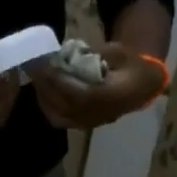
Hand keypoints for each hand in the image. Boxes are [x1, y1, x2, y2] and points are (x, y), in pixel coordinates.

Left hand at [34, 43, 163, 129]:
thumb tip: (72, 53)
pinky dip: (48, 106)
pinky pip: (61, 120)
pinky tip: (43, 91)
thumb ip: (98, 53)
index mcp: (113, 96)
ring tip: (37, 78)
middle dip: (47, 87)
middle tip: (34, 68)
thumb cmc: (131, 66)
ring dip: (44, 97)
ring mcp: (92, 122)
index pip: (82, 94)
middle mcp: (101, 114)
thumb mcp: (120, 52)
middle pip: (66, 106)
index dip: (61, 83)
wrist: (141, 87)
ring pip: (60, 116)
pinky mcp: (84, 125)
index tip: (47, 67)